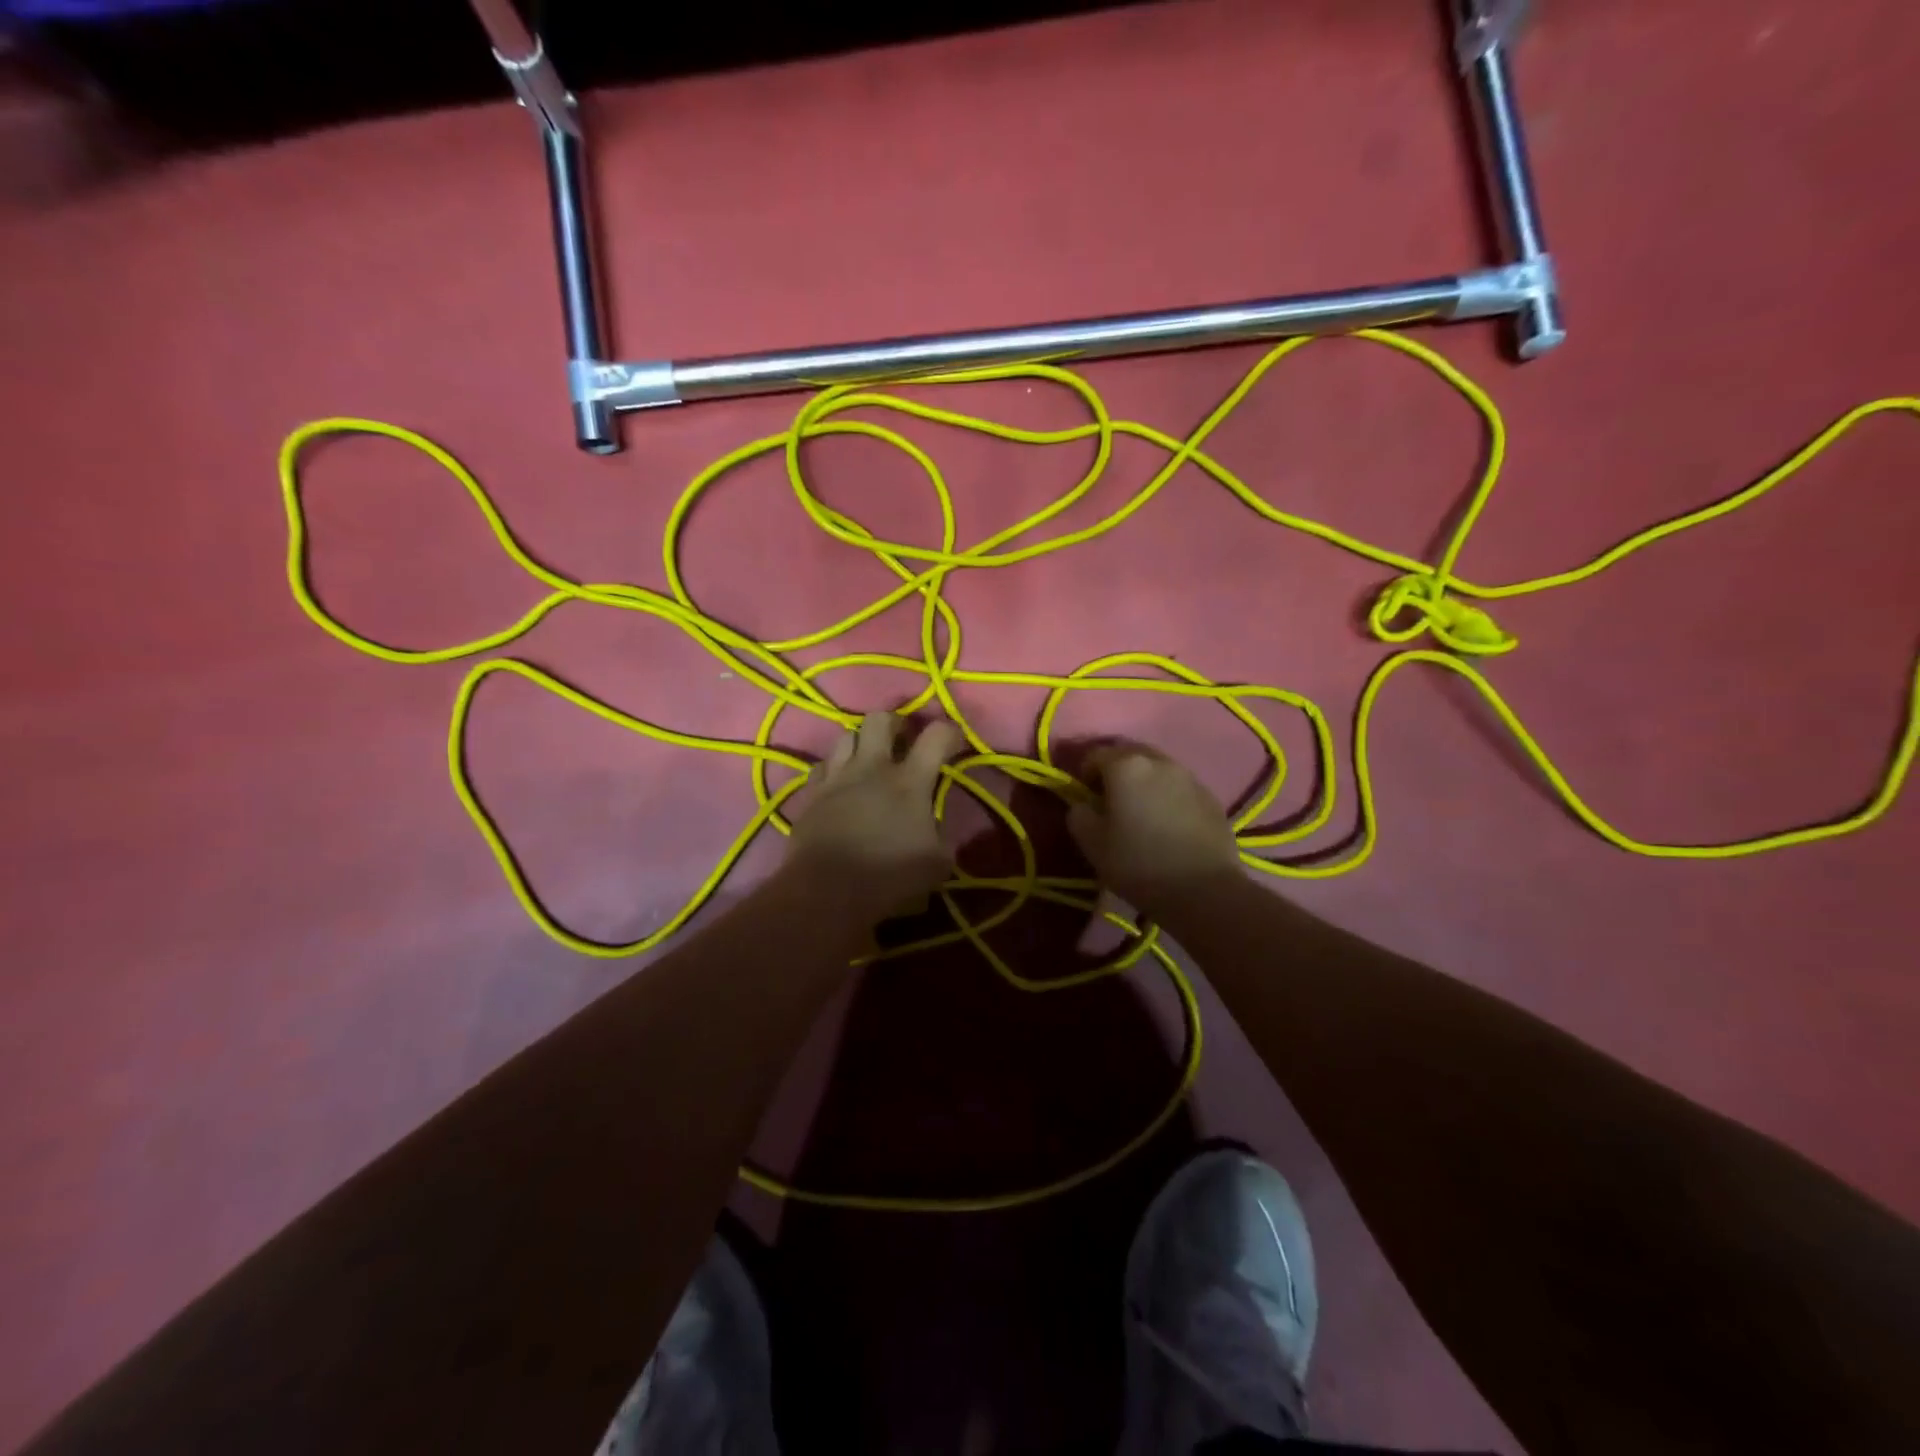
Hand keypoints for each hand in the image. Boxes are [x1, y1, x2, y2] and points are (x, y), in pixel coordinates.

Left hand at [786, 712, 962, 918]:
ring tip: (869, 760)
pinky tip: (840, 785)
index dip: (949, 731)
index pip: (937, 735)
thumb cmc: (889, 877)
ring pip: (846, 735)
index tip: (954, 741)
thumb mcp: (937, 863)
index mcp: (910, 781)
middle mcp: (872, 768)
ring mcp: (837, 777)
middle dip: (896, 722)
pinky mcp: (811, 794)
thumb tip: (937, 824)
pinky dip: (835, 769)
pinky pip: (822, 766)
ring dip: (862, 742)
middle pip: (880, 719)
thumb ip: (942, 834)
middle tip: (904, 739)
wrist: (827, 892)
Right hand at [1067, 743, 1242, 912]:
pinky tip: (1167, 824)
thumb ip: (1079, 815)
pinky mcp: (1211, 797)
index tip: (1085, 798)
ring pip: (1157, 768)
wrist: (1203, 890)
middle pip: (1130, 754)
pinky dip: (1167, 796)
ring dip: (1144, 781)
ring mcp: (1189, 777)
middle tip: (1111, 800)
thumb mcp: (1092, 844)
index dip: (1084, 773)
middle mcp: (1159, 761)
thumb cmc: (1138, 864)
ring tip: (1140, 811)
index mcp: (1125, 766)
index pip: (1095, 754)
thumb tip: (1083, 805)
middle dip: (1116, 770)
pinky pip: (1180, 786)